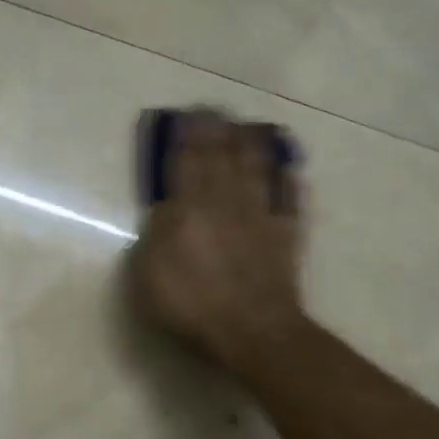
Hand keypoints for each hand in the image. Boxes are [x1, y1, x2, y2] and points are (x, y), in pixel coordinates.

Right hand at [131, 113, 305, 372]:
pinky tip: (290, 168)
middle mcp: (225, 202)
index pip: (186, 161)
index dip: (187, 135)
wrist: (251, 330)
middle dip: (217, 129)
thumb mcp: (148, 274)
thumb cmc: (191, 304)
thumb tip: (165, 209)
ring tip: (249, 125)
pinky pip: (290, 199)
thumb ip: (155, 235)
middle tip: (215, 108)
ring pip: (257, 169)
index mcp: (188, 209)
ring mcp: (260, 216)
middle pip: (221, 157)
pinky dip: (290, 180)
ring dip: (252, 144)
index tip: (188, 113)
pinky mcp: (286, 234)